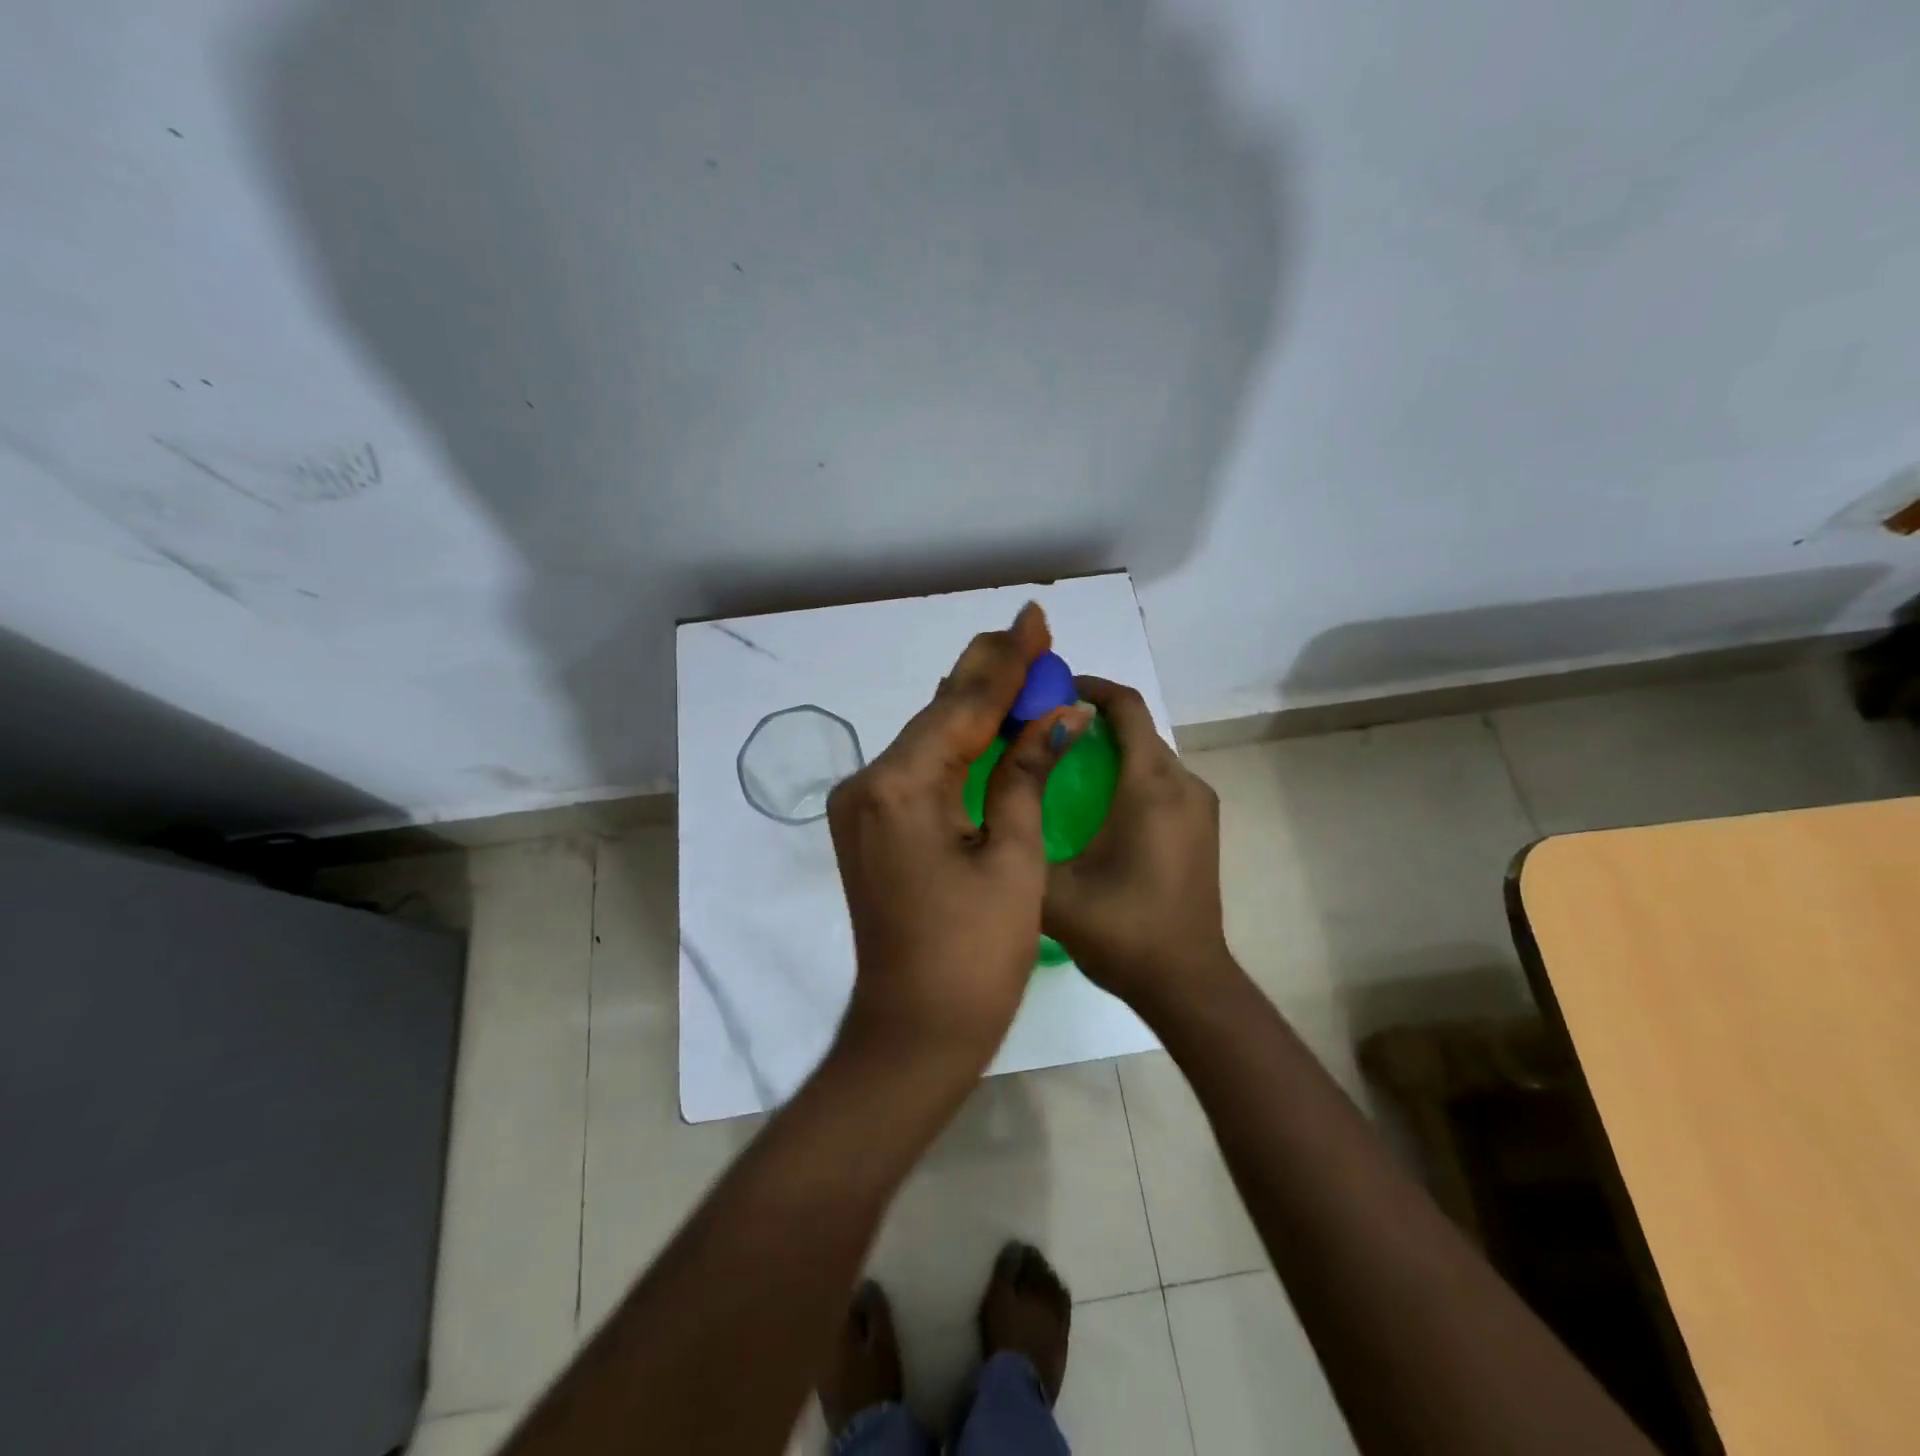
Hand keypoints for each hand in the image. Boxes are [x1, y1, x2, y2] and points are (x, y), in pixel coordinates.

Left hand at [827, 603, 1091, 1068]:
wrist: (914, 1032)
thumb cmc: (975, 955)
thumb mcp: (1013, 857)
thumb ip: (1026, 774)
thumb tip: (1061, 716)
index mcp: (899, 787)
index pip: (962, 707)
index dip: (1006, 662)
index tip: (1034, 617)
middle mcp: (868, 785)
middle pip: (938, 715)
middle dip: (988, 675)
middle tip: (1029, 633)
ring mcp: (863, 807)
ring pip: (927, 740)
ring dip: (973, 708)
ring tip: (1017, 665)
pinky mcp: (870, 827)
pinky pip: (918, 770)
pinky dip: (956, 746)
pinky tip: (986, 722)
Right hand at [1041, 677, 1237, 1021]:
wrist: (1186, 982)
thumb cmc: (1122, 931)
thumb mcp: (1053, 889)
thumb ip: (1019, 839)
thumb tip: (989, 800)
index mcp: (1151, 788)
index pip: (1127, 708)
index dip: (1090, 686)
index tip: (1051, 688)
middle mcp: (1183, 784)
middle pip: (1138, 729)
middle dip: (1092, 718)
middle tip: (1041, 730)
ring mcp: (1199, 805)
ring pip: (1150, 754)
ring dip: (1110, 748)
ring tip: (1060, 763)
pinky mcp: (1201, 826)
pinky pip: (1161, 779)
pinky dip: (1128, 773)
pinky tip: (1093, 802)